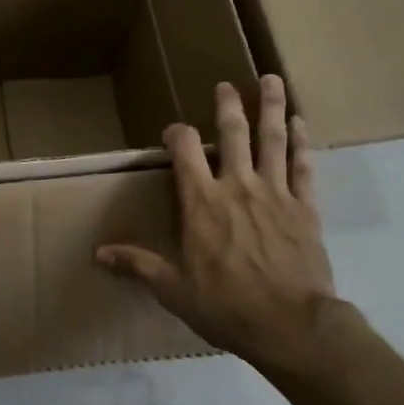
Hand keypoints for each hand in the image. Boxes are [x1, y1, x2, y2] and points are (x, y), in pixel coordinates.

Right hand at [97, 75, 358, 380]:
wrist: (290, 325)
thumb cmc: (226, 306)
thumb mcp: (173, 289)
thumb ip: (138, 264)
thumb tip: (98, 253)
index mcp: (201, 203)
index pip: (185, 151)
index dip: (177, 135)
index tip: (175, 132)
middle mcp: (237, 186)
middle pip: (233, 134)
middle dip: (228, 106)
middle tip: (227, 85)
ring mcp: (275, 193)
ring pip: (272, 140)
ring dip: (272, 108)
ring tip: (272, 80)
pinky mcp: (305, 207)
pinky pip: (303, 166)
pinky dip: (302, 143)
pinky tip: (301, 124)